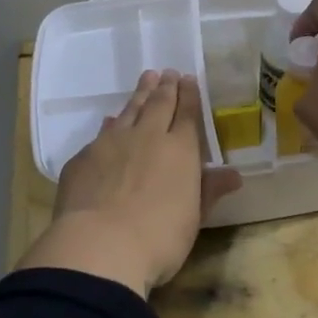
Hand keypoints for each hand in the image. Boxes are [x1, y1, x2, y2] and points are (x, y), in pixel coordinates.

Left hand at [18, 70, 242, 296]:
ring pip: (129, 110)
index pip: (187, 114)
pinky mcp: (84, 157)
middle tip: (168, 72)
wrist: (100, 245)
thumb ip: (210, 191)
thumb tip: (233, 174)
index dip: (189, 95)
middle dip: (165, 87)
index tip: (188, 79)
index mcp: (179, 149)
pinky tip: (111, 121)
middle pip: (158, 104)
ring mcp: (112, 143)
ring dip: (139, 94)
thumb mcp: (193, 218)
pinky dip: (112, 123)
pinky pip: (102, 132)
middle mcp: (147, 136)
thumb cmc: (159, 237)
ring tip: (146, 79)